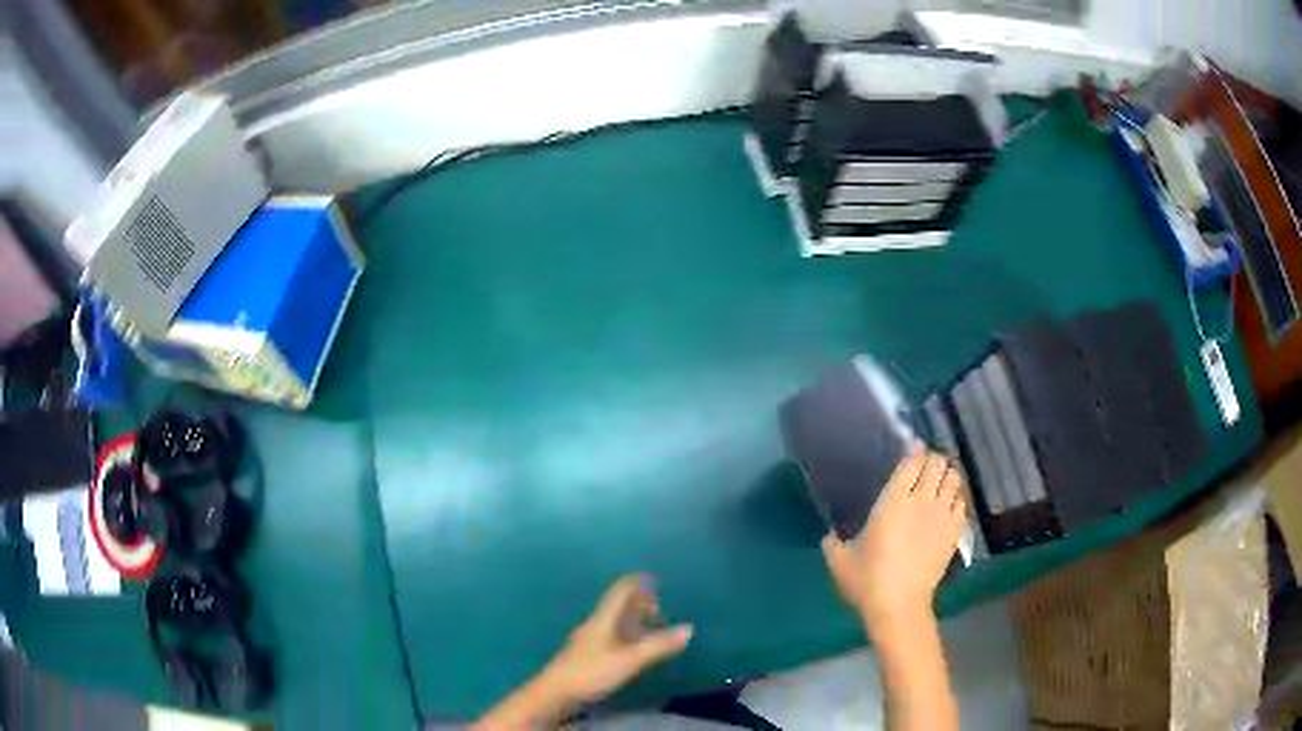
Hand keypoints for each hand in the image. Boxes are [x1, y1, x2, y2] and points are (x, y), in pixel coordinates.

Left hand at [539, 574, 692, 707]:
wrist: (556, 691)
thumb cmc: (592, 671)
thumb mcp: (630, 659)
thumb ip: (659, 645)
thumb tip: (689, 628)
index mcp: (603, 618)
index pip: (620, 591)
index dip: (637, 582)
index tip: (655, 578)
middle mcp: (595, 623)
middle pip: (618, 605)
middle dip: (639, 602)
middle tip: (660, 606)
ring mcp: (588, 638)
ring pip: (614, 621)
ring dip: (634, 620)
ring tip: (653, 626)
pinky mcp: (586, 653)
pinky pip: (611, 635)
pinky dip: (627, 634)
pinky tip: (633, 647)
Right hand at [822, 445, 966, 623]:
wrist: (899, 605)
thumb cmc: (867, 580)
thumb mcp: (839, 560)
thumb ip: (833, 541)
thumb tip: (830, 533)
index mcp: (893, 501)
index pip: (912, 461)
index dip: (915, 450)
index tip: (912, 447)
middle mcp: (921, 501)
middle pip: (936, 464)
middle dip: (932, 459)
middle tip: (925, 464)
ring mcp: (941, 516)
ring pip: (953, 479)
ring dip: (947, 475)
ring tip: (940, 479)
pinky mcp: (954, 532)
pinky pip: (961, 502)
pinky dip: (957, 496)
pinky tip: (950, 502)